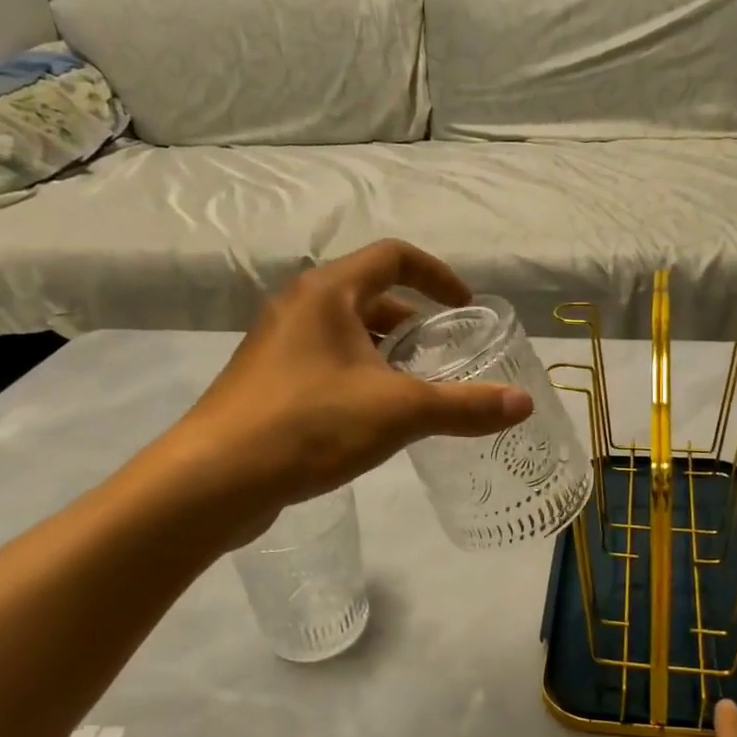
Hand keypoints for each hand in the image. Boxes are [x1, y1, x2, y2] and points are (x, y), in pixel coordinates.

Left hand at [170, 240, 531, 533]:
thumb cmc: (309, 425)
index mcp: (329, 293)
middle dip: (413, 322)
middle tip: (444, 355)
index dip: (437, 275)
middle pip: (370, 295)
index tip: (464, 308)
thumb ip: (465, 405)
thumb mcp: (399, 411)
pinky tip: (372, 417)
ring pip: (346, 333)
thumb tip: (524, 404)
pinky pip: (325, 362)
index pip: (394, 256)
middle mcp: (299, 307)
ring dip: (385, 351)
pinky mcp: (265, 382)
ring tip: (415, 388)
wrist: (212, 480)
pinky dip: (358, 374)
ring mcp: (276, 345)